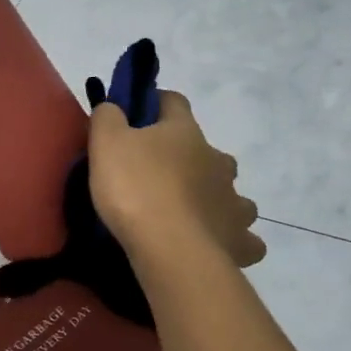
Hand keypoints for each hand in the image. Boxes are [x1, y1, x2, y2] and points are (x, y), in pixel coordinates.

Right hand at [88, 91, 264, 269]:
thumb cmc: (135, 189)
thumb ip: (108, 118)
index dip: (156, 103)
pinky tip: (215, 246)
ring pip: (232, 194)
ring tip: (191, 216)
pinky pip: (243, 238)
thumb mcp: (106, 144)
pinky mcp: (239, 239)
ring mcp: (234, 200)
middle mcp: (217, 161)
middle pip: (209, 151)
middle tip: (160, 179)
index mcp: (185, 133)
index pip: (174, 102)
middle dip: (189, 160)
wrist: (170, 248)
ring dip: (215, 199)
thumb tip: (113, 106)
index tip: (138, 115)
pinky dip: (232, 239)